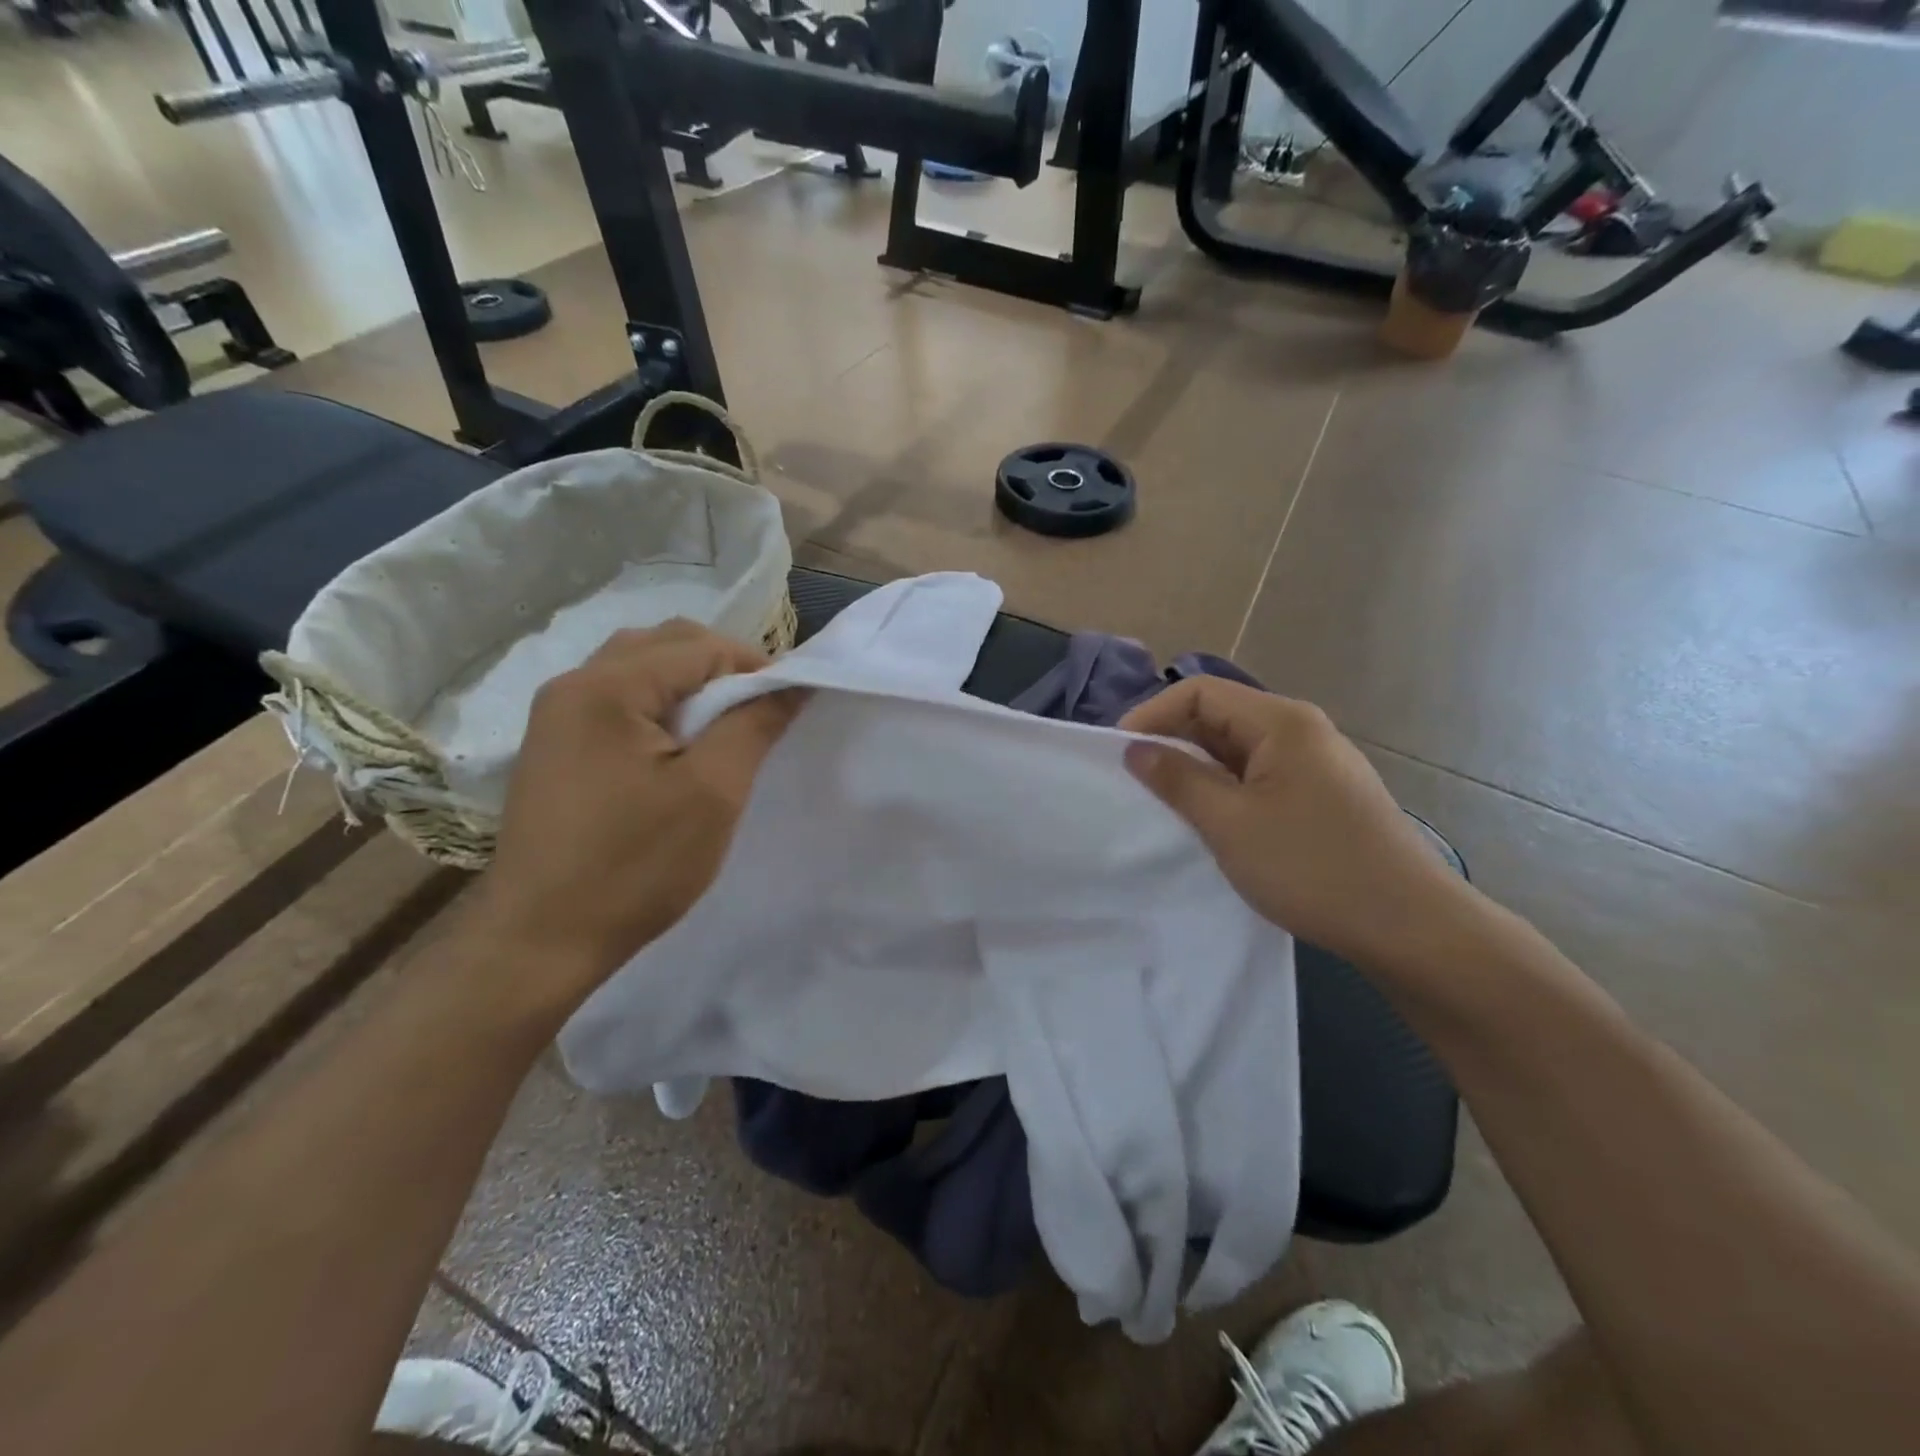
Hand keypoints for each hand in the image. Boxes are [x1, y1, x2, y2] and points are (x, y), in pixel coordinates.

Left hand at [470, 621, 804, 1016]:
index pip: (701, 647)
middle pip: (666, 644)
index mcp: (606, 687)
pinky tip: (678, 749)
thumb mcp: (712, 793)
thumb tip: (794, 681)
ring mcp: (557, 715)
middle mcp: (573, 684)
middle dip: (723, 669)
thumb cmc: (635, 865)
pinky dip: (660, 706)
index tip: (789, 707)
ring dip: (691, 685)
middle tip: (759, 715)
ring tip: (722, 730)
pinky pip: (618, 700)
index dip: (756, 668)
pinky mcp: (555, 746)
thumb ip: (755, 724)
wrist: (542, 939)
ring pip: (640, 668)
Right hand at [1120, 679, 1471, 973]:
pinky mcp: (1321, 796)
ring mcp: (1315, 764)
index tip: (1119, 755)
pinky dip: (1225, 789)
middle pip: (1219, 716)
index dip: (1152, 715)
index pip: (1199, 692)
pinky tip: (1211, 821)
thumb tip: (1135, 748)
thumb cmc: (1312, 867)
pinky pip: (1259, 776)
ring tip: (1165, 804)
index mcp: (1282, 721)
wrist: (1409, 927)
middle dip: (1172, 741)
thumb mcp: (1230, 823)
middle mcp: (1301, 730)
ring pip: (1238, 749)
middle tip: (1135, 782)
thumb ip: (1177, 779)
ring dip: (1197, 769)